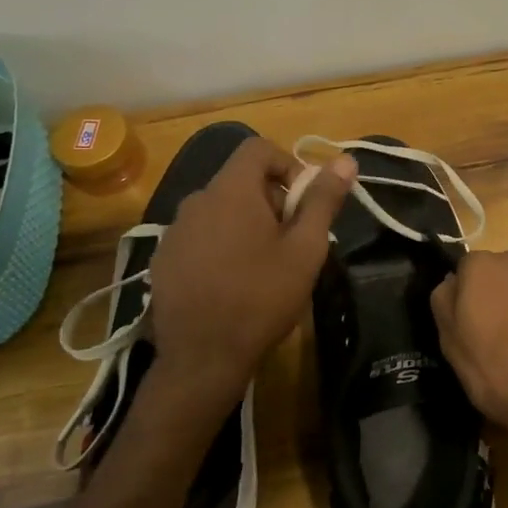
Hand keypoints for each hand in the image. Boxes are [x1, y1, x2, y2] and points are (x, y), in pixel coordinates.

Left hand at [146, 138, 355, 411]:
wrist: (202, 358)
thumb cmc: (262, 298)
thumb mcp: (305, 249)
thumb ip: (323, 200)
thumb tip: (345, 159)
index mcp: (230, 191)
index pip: (258, 149)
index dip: (288, 165)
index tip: (304, 203)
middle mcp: (196, 201)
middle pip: (240, 181)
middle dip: (271, 201)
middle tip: (291, 242)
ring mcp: (174, 231)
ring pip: (219, 211)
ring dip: (245, 225)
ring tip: (263, 267)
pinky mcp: (163, 260)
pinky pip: (199, 236)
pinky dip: (220, 246)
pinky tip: (231, 284)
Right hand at [430, 248, 507, 456]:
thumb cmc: (497, 370)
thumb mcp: (450, 343)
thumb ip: (446, 302)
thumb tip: (453, 283)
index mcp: (483, 266)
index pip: (469, 270)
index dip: (470, 296)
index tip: (474, 323)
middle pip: (507, 272)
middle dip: (506, 294)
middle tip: (507, 332)